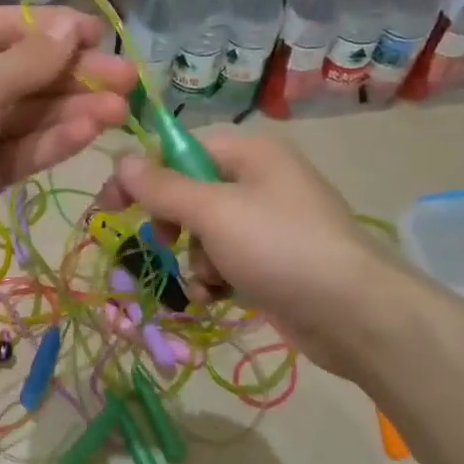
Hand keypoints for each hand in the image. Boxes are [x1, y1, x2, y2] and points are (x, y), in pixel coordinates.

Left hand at [0, 5, 134, 291]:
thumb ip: (29, 60)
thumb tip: (71, 26)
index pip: (11, 26)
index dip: (58, 30)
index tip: (105, 36)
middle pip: (27, 71)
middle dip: (76, 75)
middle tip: (129, 79)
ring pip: (31, 112)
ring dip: (75, 109)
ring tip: (123, 110)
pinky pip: (24, 146)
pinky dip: (56, 139)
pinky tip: (93, 132)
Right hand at [99, 130, 400, 378]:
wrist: (353, 313)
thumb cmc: (279, 247)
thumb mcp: (213, 212)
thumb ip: (162, 186)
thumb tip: (120, 159)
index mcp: (250, 153)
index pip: (180, 150)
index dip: (143, 176)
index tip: (111, 206)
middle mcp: (260, 180)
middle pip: (191, 193)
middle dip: (174, 224)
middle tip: (164, 244)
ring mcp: (270, 223)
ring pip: (205, 233)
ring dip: (195, 259)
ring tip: (210, 279)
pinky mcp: (274, 261)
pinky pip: (226, 260)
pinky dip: (216, 278)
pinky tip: (218, 297)